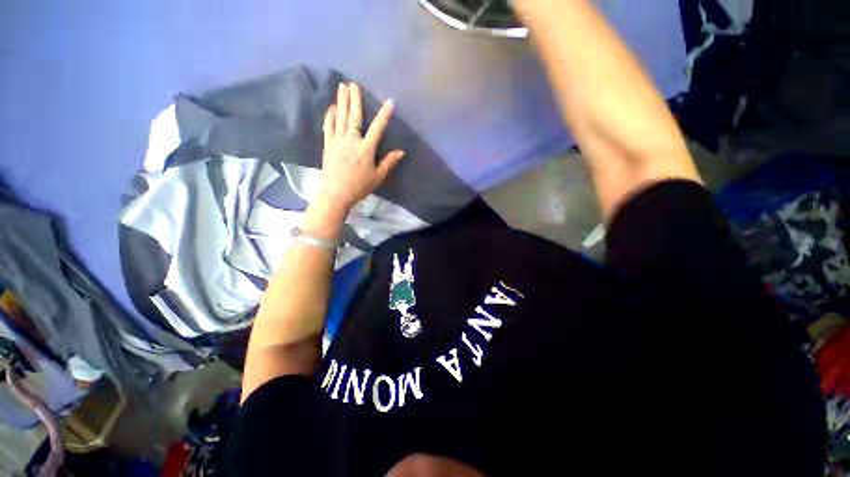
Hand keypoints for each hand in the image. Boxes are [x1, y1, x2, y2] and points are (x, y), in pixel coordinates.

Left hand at [318, 82, 405, 212]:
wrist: (336, 193)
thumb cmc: (360, 186)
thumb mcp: (378, 176)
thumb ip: (389, 162)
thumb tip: (401, 152)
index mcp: (366, 149)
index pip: (377, 128)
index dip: (384, 114)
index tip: (389, 102)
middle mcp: (352, 140)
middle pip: (354, 116)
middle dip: (355, 99)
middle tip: (353, 84)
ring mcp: (338, 141)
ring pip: (341, 117)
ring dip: (341, 101)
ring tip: (341, 87)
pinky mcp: (328, 144)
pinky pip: (328, 126)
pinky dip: (330, 116)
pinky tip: (331, 108)